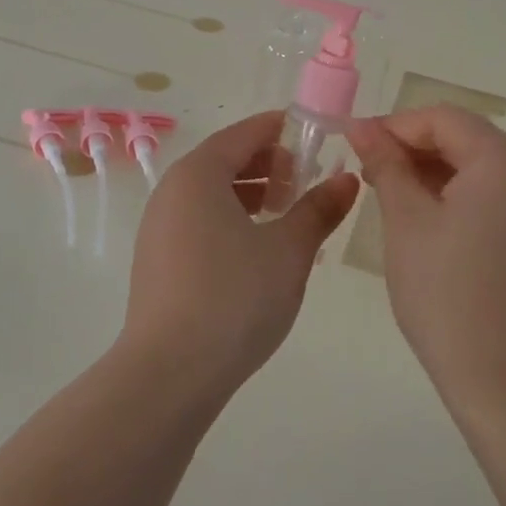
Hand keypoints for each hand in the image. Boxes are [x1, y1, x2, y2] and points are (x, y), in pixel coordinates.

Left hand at [120, 112, 359, 397]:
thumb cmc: (234, 297)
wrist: (169, 374)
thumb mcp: (289, 251)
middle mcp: (173, 190)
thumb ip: (319, 209)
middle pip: (227, 160)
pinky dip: (232, 221)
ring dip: (253, 196)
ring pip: (213, 193)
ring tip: (288, 221)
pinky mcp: (156, 259)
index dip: (284, 131)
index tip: (318, 141)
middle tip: (307, 188)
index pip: (246, 132)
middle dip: (271, 166)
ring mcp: (159, 225)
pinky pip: (200, 221)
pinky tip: (259, 252)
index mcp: (199, 173)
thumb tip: (348, 180)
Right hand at [346, 108, 505, 408]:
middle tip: (367, 169)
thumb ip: (385, 164)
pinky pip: (494, 191)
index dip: (394, 125)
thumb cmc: (447, 293)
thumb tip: (360, 126)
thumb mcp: (406, 220)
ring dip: (432, 169)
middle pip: (464, 136)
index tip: (354, 142)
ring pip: (478, 164)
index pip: (442, 118)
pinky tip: (425, 213)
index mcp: (504, 160)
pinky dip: (457, 192)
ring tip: (389, 191)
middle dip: (412, 146)